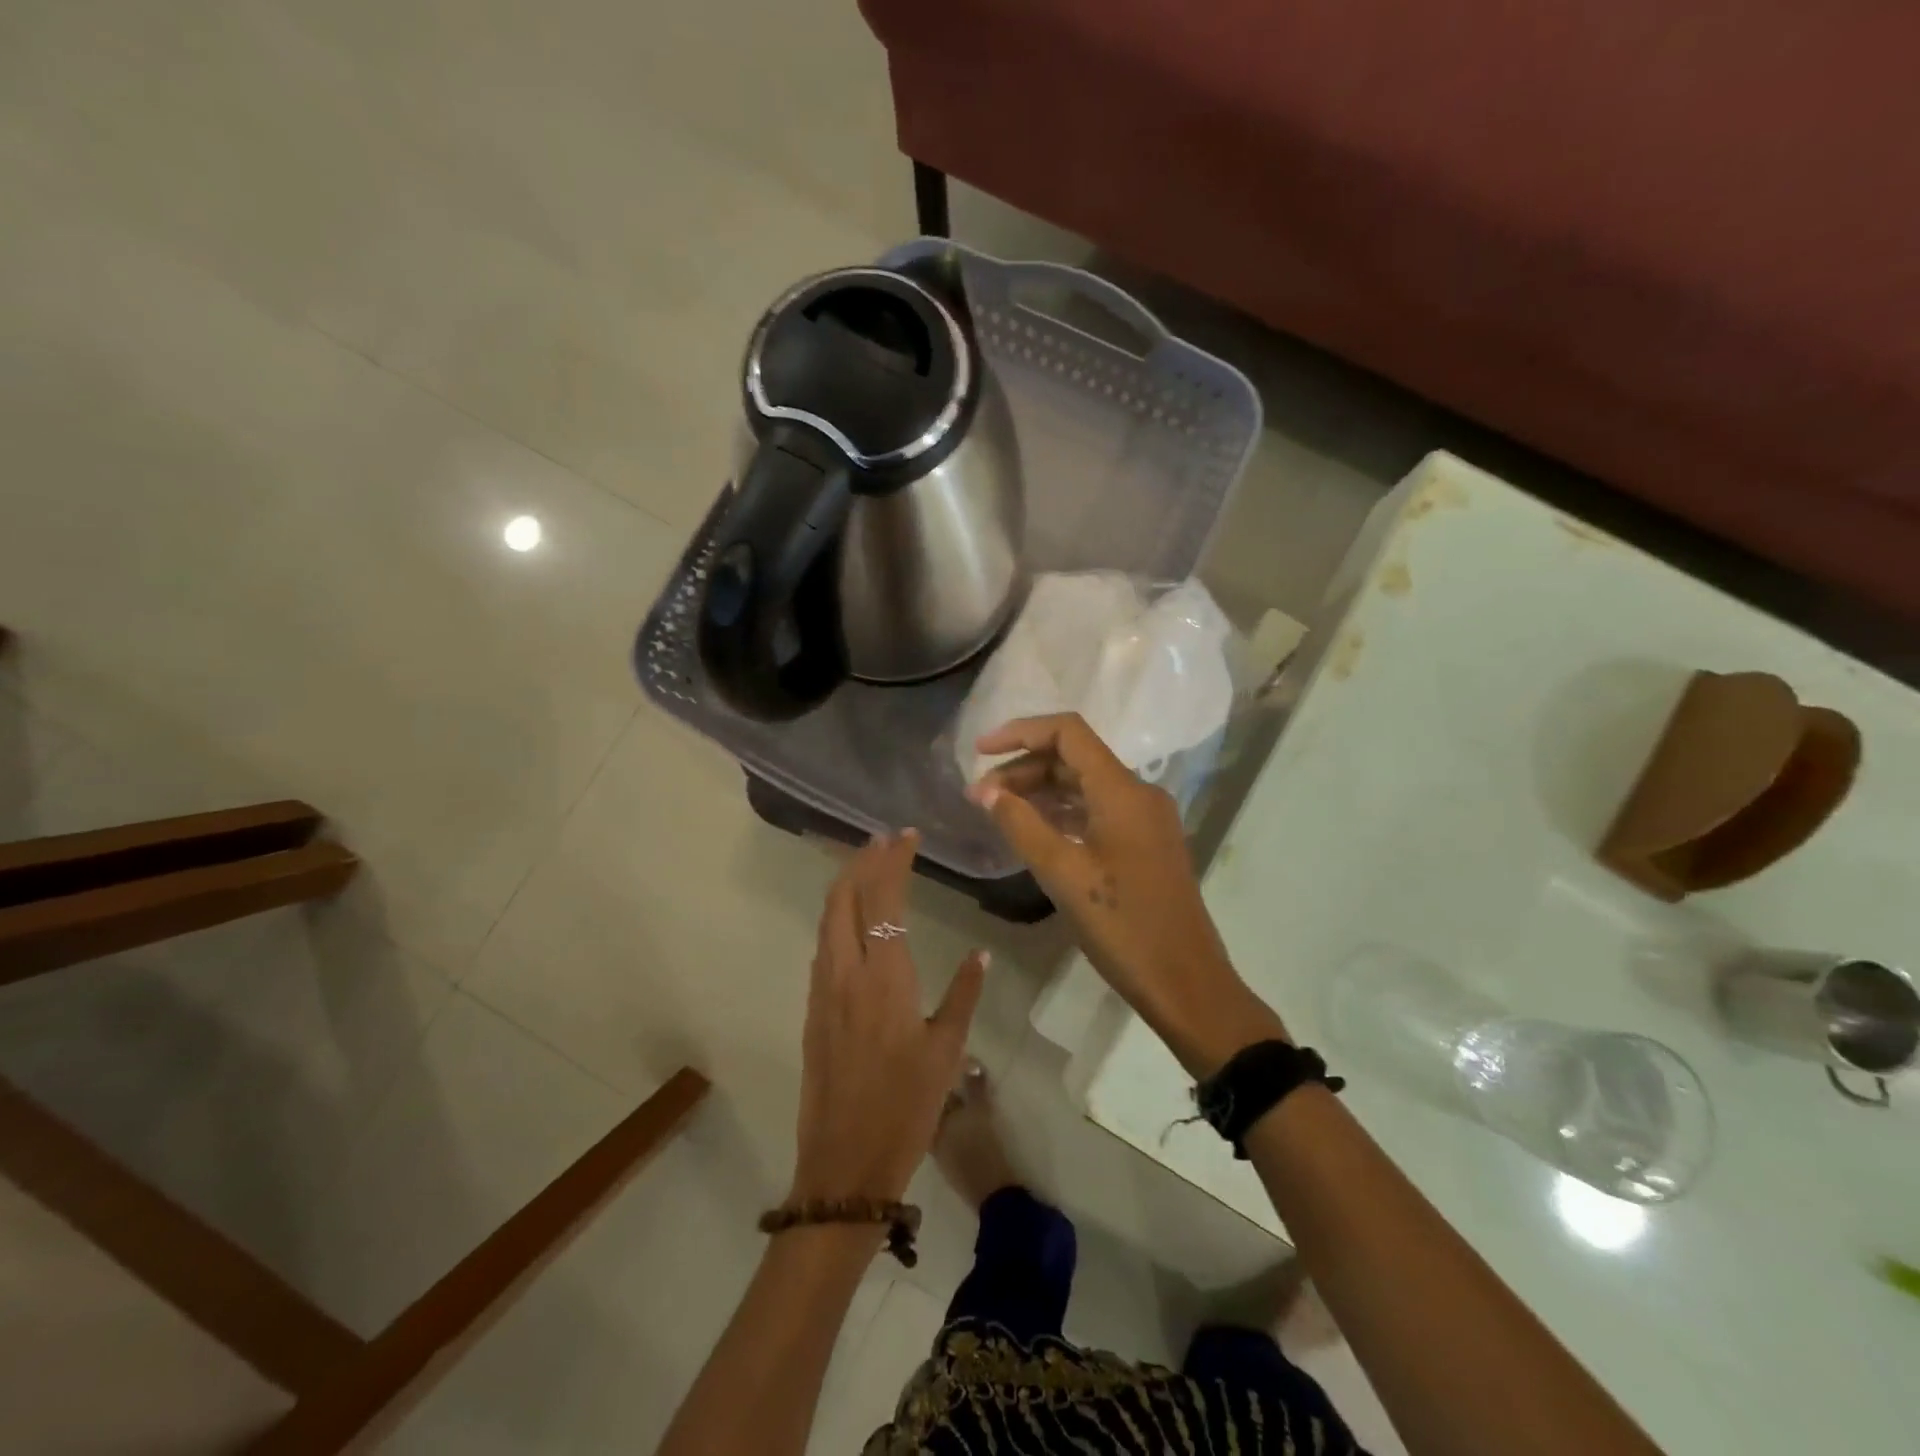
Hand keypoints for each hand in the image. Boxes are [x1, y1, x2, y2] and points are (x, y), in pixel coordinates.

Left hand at [790, 830, 986, 1207]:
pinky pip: (824, 945)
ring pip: (828, 919)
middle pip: (843, 898)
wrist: (844, 1164)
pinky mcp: (812, 1009)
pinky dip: (838, 916)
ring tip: (868, 866)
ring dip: (846, 885)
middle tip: (884, 840)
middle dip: (861, 861)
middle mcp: (846, 972)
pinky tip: (855, 920)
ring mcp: (822, 990)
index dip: (893, 860)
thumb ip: (963, 995)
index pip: (884, 899)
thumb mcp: (946, 1052)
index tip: (907, 836)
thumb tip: (981, 954)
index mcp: (884, 977)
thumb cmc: (905, 1108)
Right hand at [968, 713, 1284, 1074]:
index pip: (1068, 732)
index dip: (1020, 732)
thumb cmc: (1123, 927)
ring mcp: (1145, 818)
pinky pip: (1098, 809)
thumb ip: (1021, 825)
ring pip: (1085, 784)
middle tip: (980, 796)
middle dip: (1024, 767)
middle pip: (1074, 758)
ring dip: (1041, 790)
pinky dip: (1063, 811)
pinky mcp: (1145, 843)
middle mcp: (1138, 793)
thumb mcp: (1062, 875)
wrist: (1187, 982)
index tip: (979, 752)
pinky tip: (1034, 829)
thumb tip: (986, 791)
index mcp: (1122, 790)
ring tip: (998, 810)